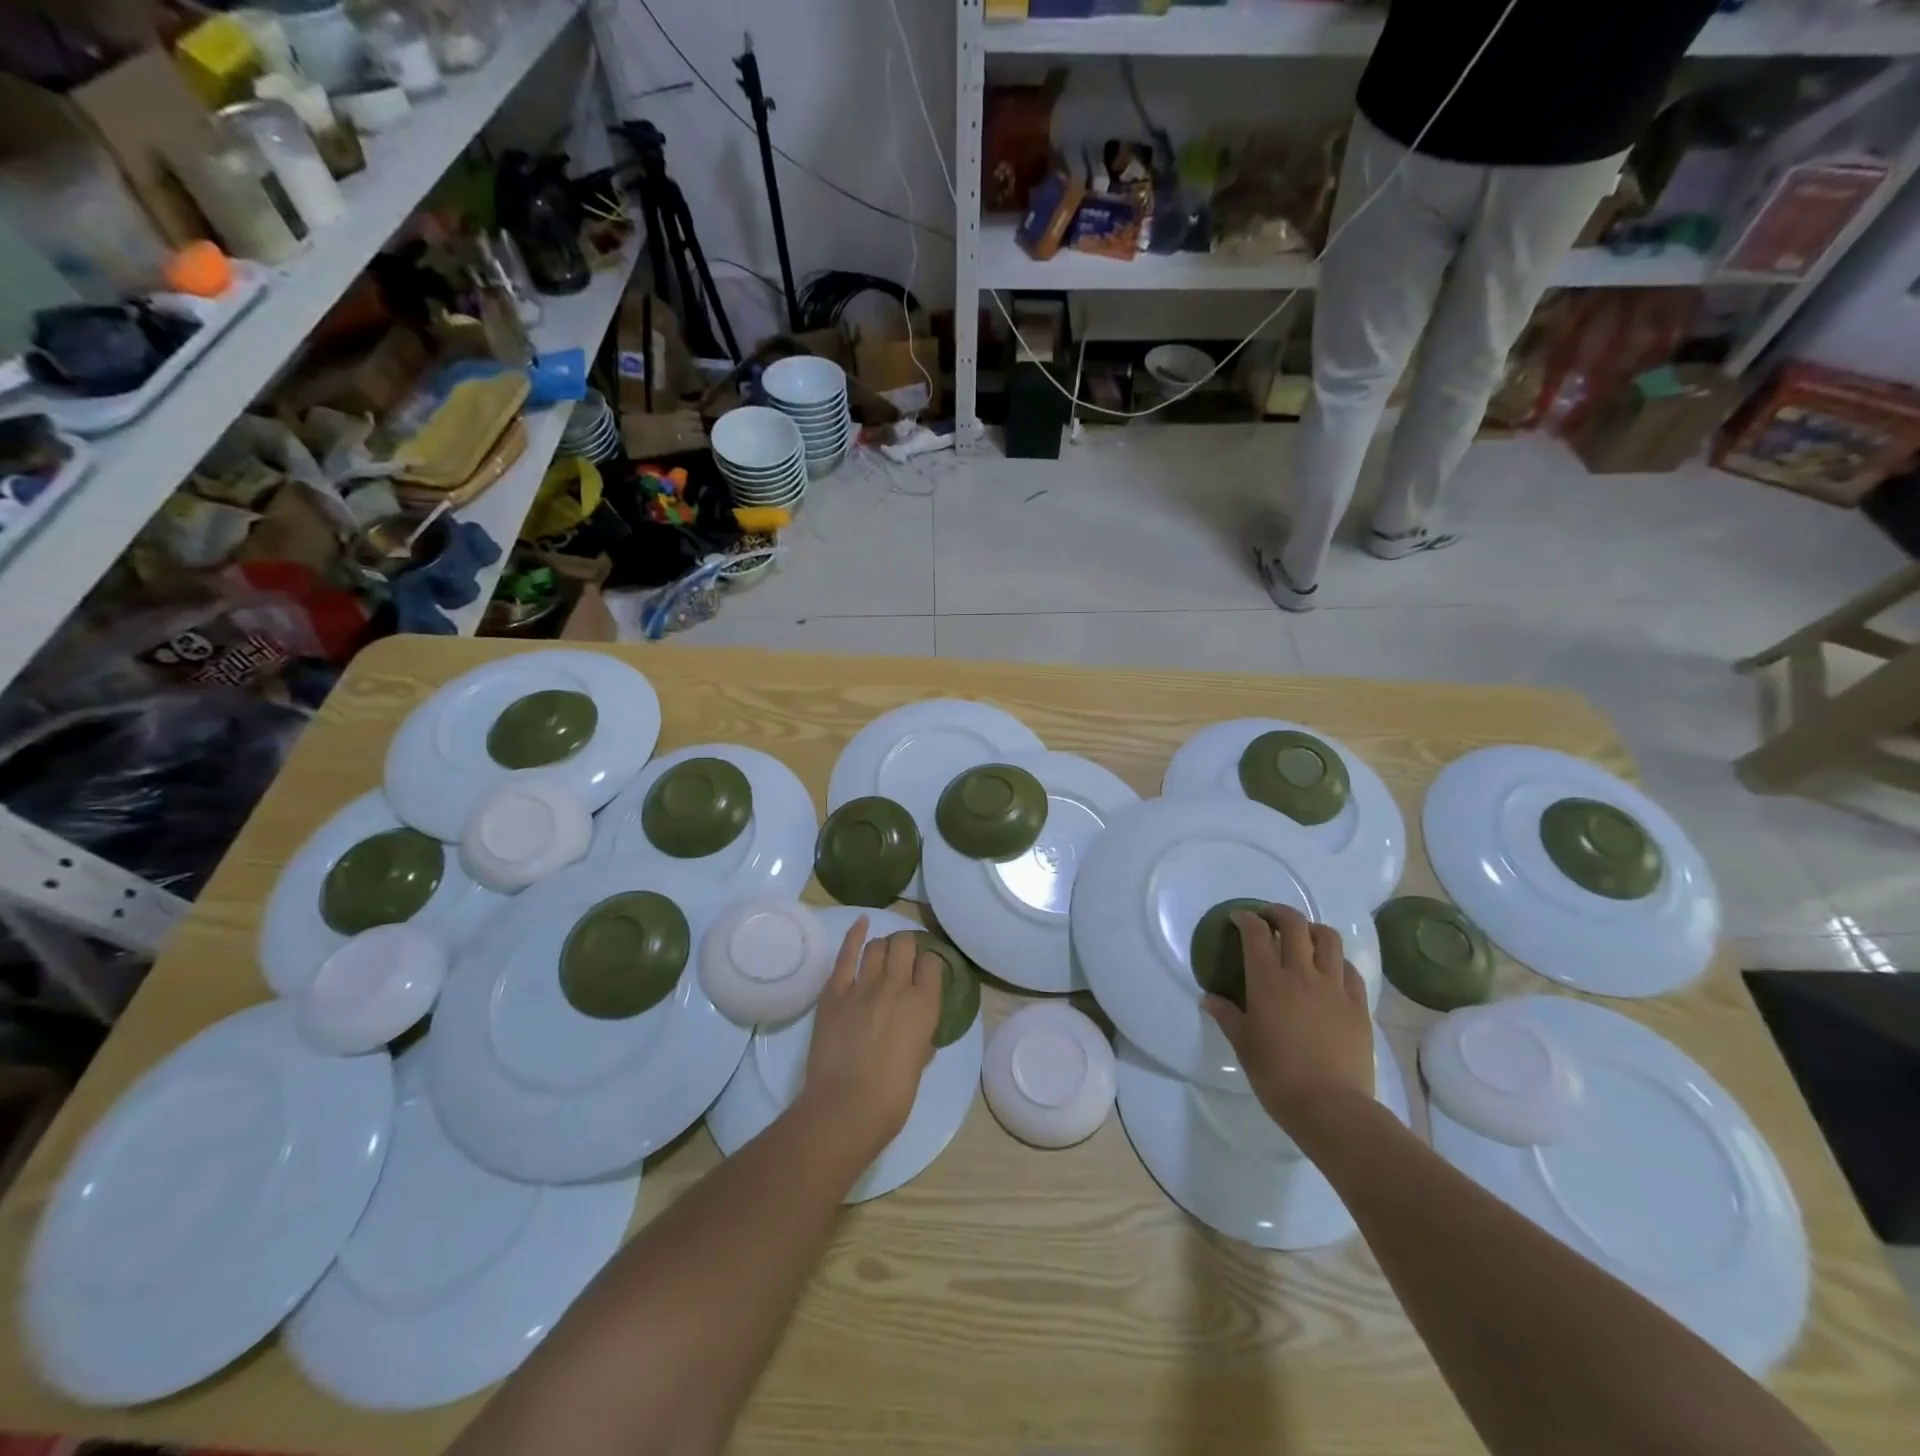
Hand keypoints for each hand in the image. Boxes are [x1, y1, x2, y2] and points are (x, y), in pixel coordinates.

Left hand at [797, 921, 941, 1163]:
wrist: (845, 1109)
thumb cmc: (891, 1099)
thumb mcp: (918, 1065)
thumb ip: (921, 1040)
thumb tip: (919, 1034)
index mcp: (925, 1006)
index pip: (933, 965)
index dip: (930, 965)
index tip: (926, 972)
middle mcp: (898, 987)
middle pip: (906, 945)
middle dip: (907, 947)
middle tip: (904, 958)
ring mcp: (864, 986)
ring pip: (878, 946)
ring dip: (884, 945)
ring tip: (883, 952)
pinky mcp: (835, 991)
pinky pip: (846, 954)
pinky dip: (854, 934)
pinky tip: (861, 922)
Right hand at [1204, 904, 1374, 1137]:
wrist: (1331, 1106)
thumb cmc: (1277, 1075)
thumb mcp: (1244, 1045)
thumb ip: (1227, 1016)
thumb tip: (1209, 998)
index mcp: (1268, 981)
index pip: (1256, 934)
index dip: (1246, 919)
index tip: (1239, 918)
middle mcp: (1302, 974)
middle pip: (1295, 925)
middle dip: (1279, 913)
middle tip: (1269, 917)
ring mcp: (1334, 988)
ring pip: (1329, 939)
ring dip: (1313, 930)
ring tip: (1304, 937)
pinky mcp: (1358, 1005)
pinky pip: (1350, 970)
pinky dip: (1337, 961)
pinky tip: (1330, 971)